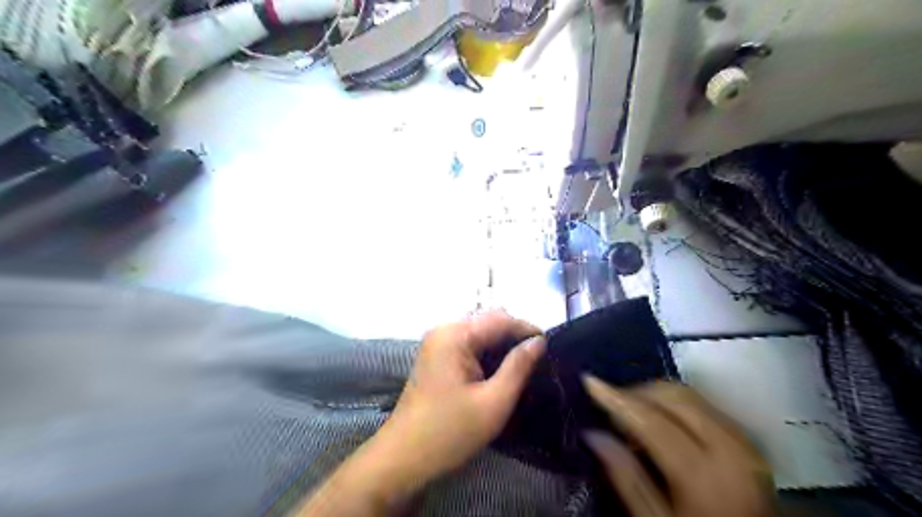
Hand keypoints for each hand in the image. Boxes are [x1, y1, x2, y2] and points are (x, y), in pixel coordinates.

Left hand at [369, 311, 545, 488]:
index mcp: (455, 335)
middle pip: (488, 320)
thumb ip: (518, 367)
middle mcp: (444, 329)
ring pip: (479, 331)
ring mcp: (437, 341)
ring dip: (501, 343)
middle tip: (538, 358)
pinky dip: (487, 351)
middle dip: (515, 335)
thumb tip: (539, 342)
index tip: (551, 345)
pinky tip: (500, 369)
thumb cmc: (450, 432)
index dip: (527, 329)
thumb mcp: (493, 402)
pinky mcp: (436, 355)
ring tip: (524, 364)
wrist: (403, 457)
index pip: (500, 319)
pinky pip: (468, 343)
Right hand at [583, 377, 775, 515]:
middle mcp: (729, 447)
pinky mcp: (747, 441)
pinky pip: (703, 405)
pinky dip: (675, 404)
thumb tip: (593, 434)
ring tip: (632, 416)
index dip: (616, 398)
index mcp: (703, 473)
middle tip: (611, 409)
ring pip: (689, 394)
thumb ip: (625, 477)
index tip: (589, 381)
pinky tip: (659, 422)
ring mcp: (743, 441)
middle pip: (673, 395)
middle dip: (636, 392)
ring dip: (654, 396)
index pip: (650, 419)